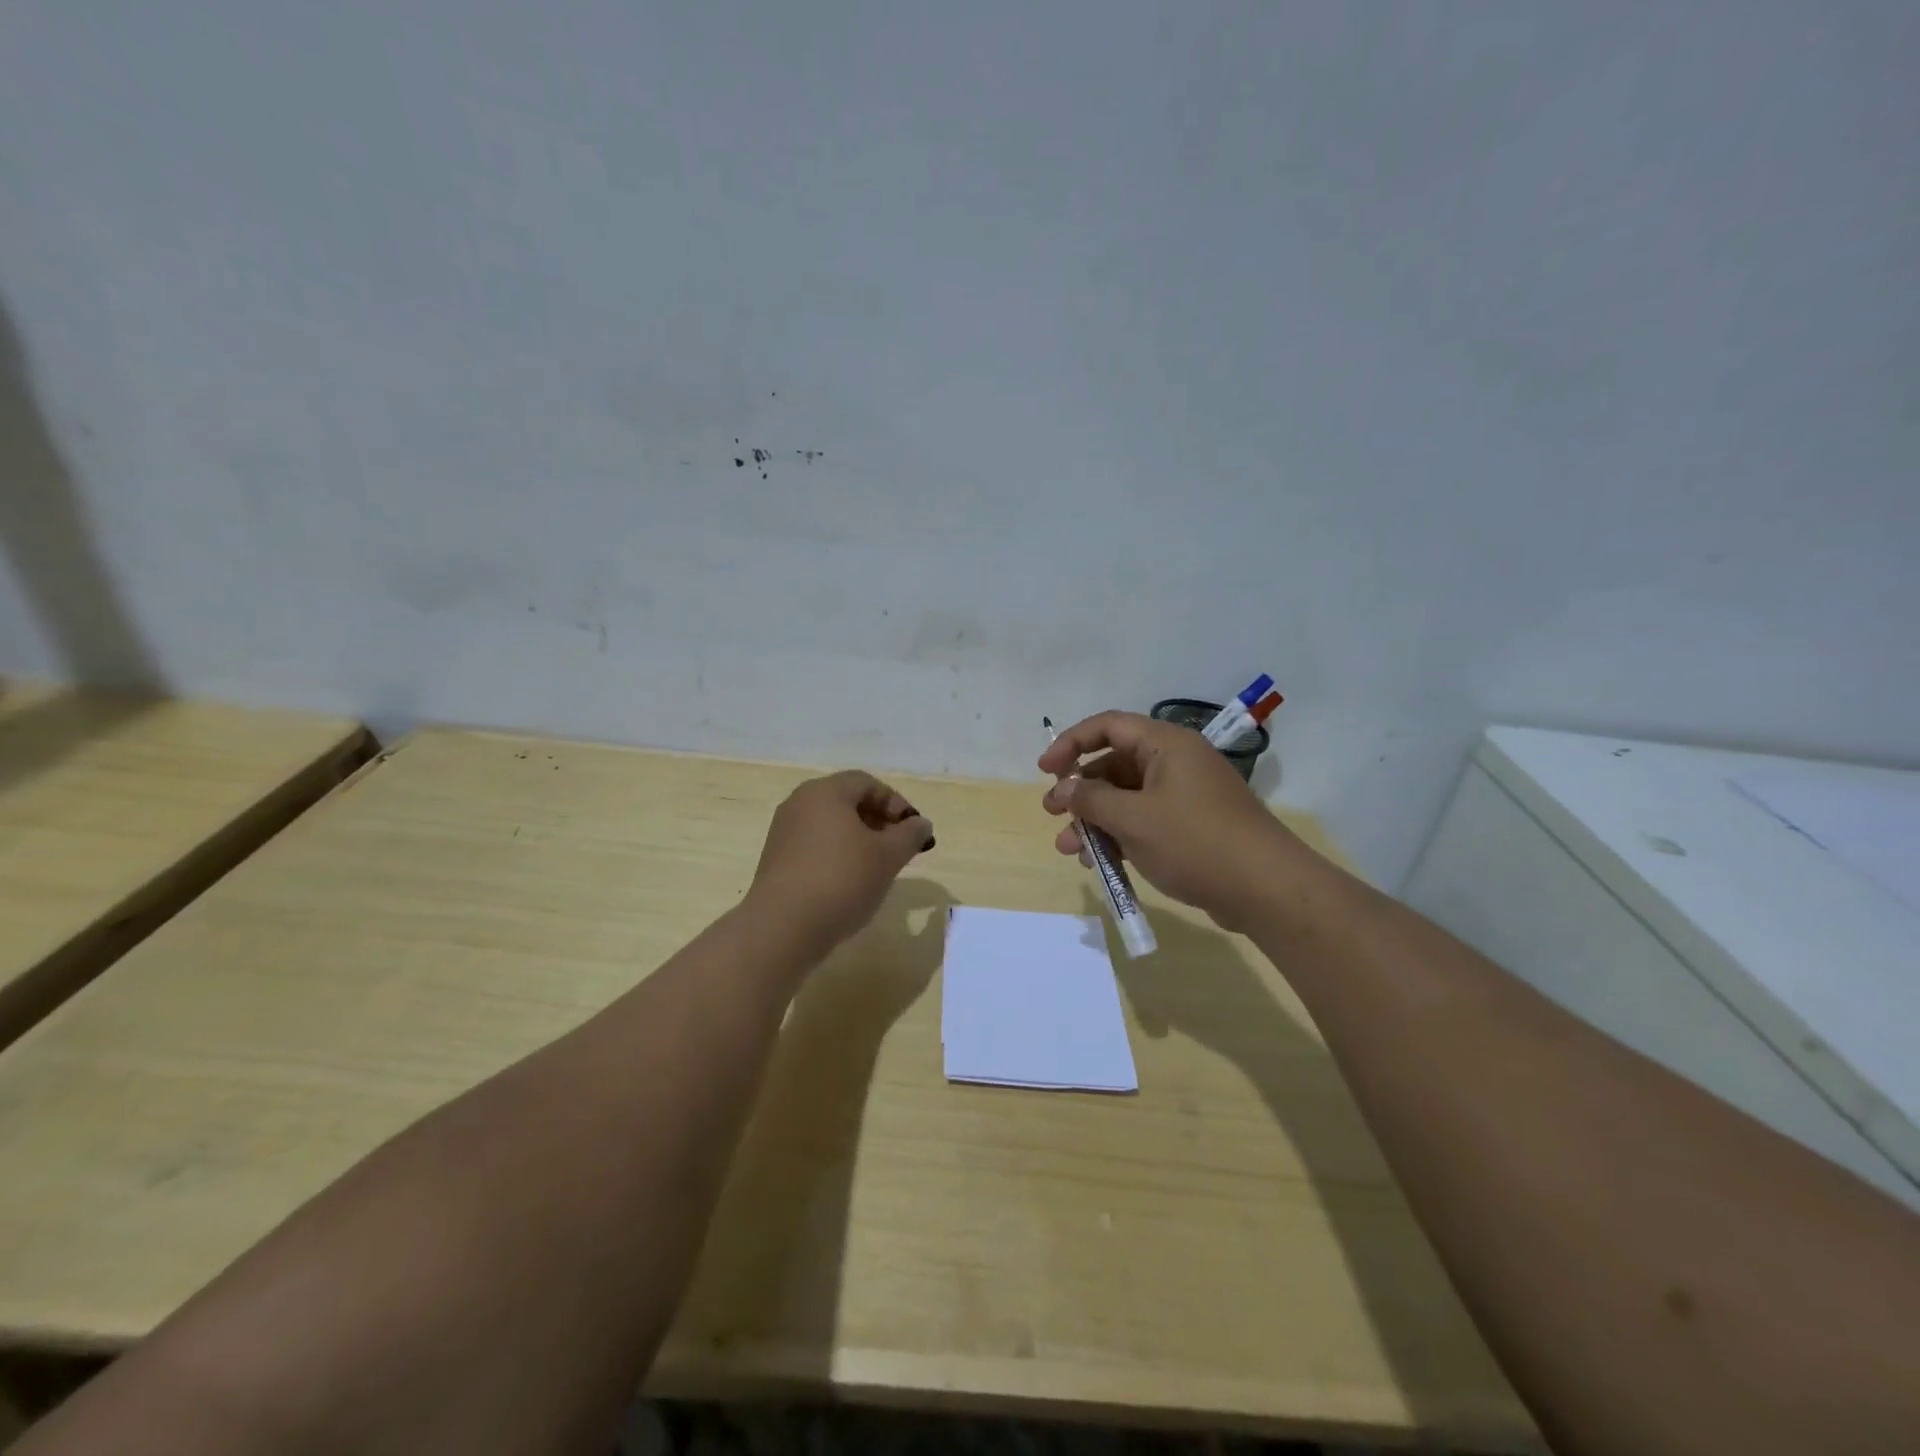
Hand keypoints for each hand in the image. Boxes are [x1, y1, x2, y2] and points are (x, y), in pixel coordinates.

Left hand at [746, 770, 934, 952]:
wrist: (782, 928)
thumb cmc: (842, 880)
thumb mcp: (888, 856)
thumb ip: (910, 835)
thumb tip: (921, 824)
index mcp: (825, 792)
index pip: (867, 783)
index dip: (896, 803)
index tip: (913, 831)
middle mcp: (799, 803)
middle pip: (847, 802)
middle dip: (879, 821)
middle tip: (899, 848)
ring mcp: (784, 832)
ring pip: (831, 826)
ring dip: (859, 840)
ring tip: (878, 868)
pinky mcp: (776, 860)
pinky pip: (815, 846)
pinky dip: (837, 856)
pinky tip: (849, 883)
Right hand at [1038, 711, 1301, 927]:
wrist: (1266, 889)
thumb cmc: (1195, 842)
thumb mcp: (1134, 819)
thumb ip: (1091, 800)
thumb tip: (1063, 788)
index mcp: (1165, 745)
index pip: (1108, 726)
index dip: (1070, 743)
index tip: (1044, 770)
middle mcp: (1175, 762)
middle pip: (1114, 764)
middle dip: (1079, 791)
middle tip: (1052, 813)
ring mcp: (1184, 795)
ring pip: (1125, 798)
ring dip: (1094, 820)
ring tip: (1068, 848)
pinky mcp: (1190, 826)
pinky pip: (1143, 820)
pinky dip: (1118, 835)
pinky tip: (1098, 861)